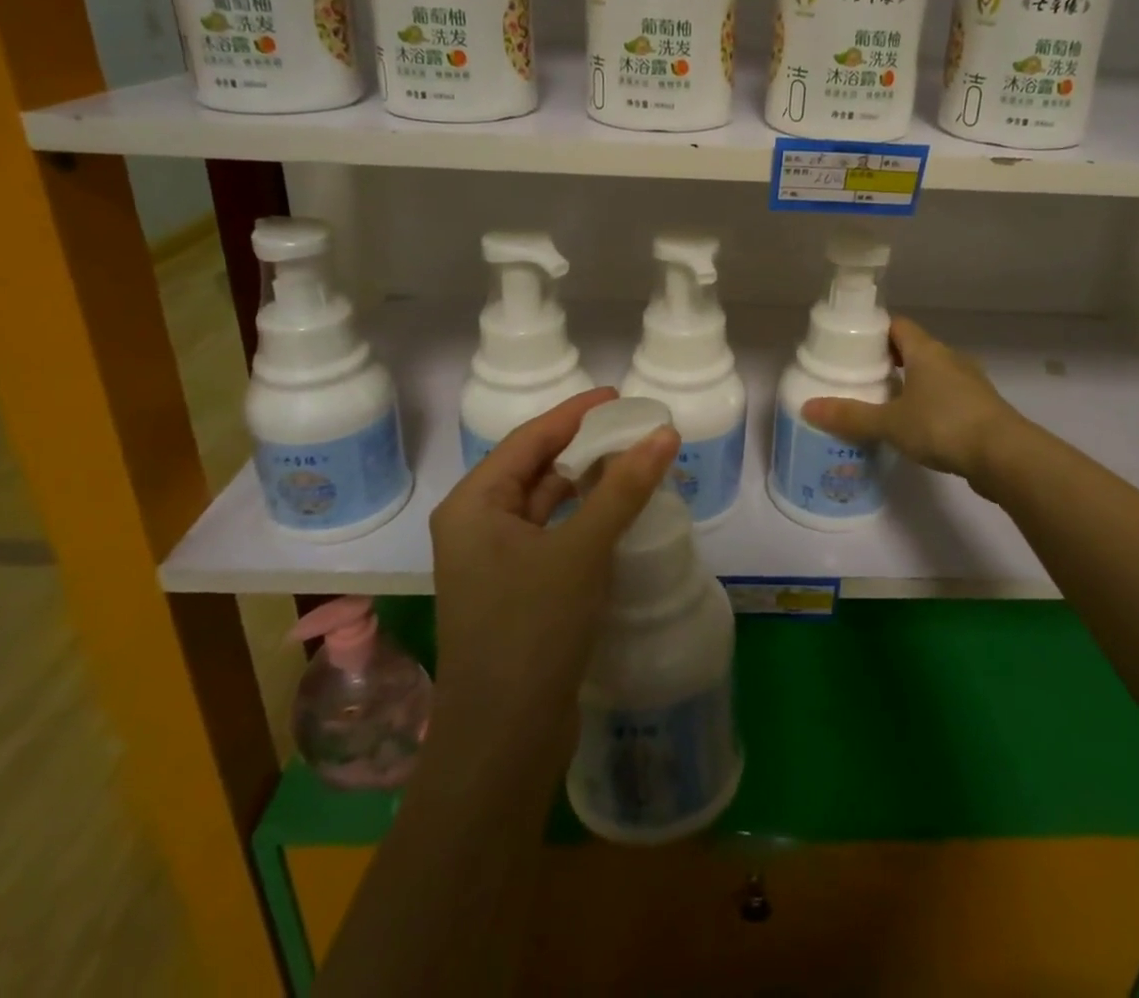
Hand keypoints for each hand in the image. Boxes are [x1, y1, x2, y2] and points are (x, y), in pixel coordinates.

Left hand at [428, 389, 680, 775]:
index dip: (575, 414)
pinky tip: (619, 515)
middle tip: (634, 428)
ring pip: (547, 504)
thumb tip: (664, 433)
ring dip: (587, 484)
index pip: (529, 439)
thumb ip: (623, 488)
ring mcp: (496, 562)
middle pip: (536, 468)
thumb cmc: (531, 630)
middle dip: (584, 447)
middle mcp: (477, 527)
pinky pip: (554, 536)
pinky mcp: (518, 592)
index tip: (619, 396)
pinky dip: (585, 519)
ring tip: (634, 463)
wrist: (503, 742)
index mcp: (474, 505)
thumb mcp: (580, 550)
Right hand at [802, 317, 1020, 482]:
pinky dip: (930, 404)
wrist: (1005, 455)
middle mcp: (950, 359)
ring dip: (911, 383)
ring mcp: (969, 383)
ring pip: (933, 374)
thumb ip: (850, 416)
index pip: (897, 325)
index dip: (874, 331)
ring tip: (885, 403)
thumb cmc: (943, 426)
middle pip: (914, 349)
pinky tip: (917, 426)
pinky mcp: (981, 408)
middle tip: (861, 377)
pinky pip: (948, 396)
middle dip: (889, 360)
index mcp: (926, 351)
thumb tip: (807, 408)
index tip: (852, 346)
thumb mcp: (890, 422)